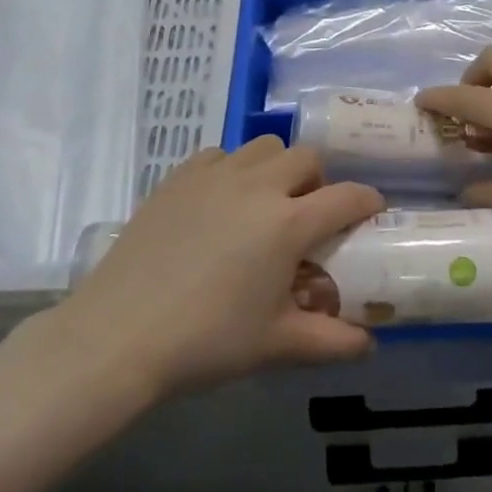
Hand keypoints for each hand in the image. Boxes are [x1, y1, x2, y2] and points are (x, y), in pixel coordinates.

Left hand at [34, 138, 383, 400]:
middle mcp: (258, 185)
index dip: (367, 201)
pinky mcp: (180, 177)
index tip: (372, 211)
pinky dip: (233, 169)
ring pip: (264, 147)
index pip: (346, 197)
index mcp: (288, 222)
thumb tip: (369, 345)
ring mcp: (216, 174)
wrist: (119, 334)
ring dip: (277, 167)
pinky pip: (220, 155)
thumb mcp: (276, 344)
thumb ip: (330, 341)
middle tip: (310, 213)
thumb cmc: (207, 341)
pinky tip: (221, 201)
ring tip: (266, 203)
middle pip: (307, 157)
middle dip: (320, 179)